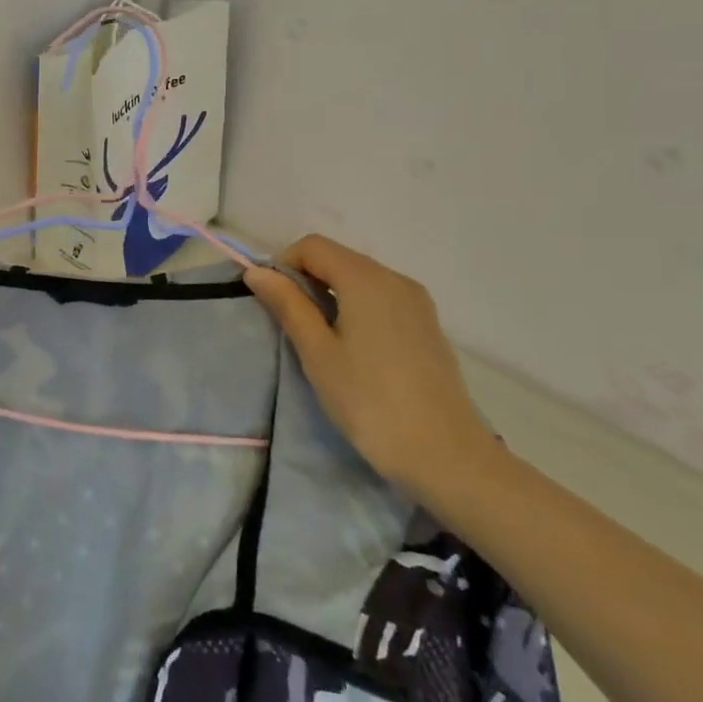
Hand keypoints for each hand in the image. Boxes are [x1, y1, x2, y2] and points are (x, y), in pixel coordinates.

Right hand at [245, 235, 494, 503]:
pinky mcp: (428, 326)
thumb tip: (257, 272)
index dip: (283, 264)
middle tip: (289, 323)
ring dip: (331, 295)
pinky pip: (382, 300)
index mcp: (366, 279)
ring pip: (361, 279)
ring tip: (318, 339)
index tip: (271, 302)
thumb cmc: (369, 401)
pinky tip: (353, 349)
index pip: (313, 246)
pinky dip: (357, 308)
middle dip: (306, 279)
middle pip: (339, 259)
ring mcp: (417, 302)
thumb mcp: (317, 352)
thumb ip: (288, 305)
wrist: (446, 455)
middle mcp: (395, 279)